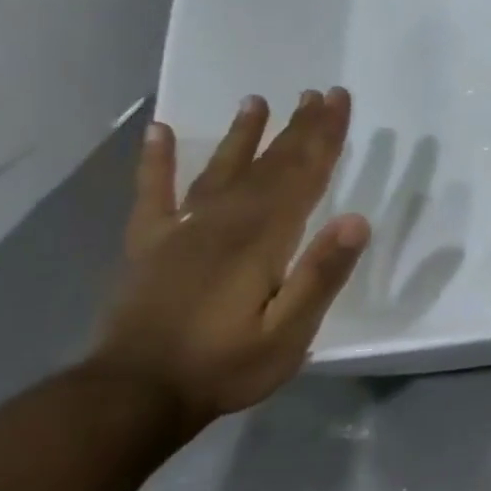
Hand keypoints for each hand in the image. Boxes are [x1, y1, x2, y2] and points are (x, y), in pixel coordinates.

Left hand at [88, 89, 370, 428]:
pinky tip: (160, 132)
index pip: (303, 176)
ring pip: (220, 171)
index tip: (339, 101)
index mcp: (262, 239)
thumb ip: (322, 274)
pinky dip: (157, 162)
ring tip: (257, 101)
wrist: (131, 398)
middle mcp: (223, 223)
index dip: (325, 137)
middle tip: (318, 93)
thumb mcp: (290, 332)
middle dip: (298, 128)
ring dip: (242, 135)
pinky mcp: (150, 247)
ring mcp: (181, 232)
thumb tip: (359, 220)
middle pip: (269, 165)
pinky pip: (153, 195)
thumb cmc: (225, 366)